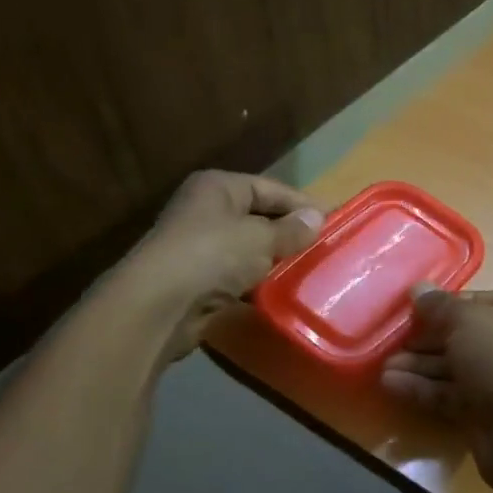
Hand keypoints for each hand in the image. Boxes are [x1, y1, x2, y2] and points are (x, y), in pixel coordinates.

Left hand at [124, 171, 323, 358]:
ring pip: (248, 249)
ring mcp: (199, 246)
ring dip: (273, 261)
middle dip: (289, 233)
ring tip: (308, 271)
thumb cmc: (212, 255)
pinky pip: (237, 276)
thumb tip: (317, 217)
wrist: (159, 304)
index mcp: (218, 187)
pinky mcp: (197, 280)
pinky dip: (256, 283)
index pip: (270, 188)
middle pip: (258, 217)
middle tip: (324, 248)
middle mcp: (206, 211)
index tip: (333, 220)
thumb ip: (291, 229)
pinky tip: (280, 293)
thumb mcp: (260, 238)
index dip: (301, 203)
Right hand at [381, 287, 492, 492]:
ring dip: (420, 364)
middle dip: (428, 338)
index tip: (415, 308)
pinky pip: (451, 394)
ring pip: (456, 367)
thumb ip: (440, 306)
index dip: (450, 303)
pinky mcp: (487, 413)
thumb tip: (417, 288)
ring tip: (383, 365)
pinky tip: (391, 383)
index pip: (486, 300)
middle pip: (467, 335)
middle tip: (392, 338)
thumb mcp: (469, 321)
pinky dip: (423, 388)